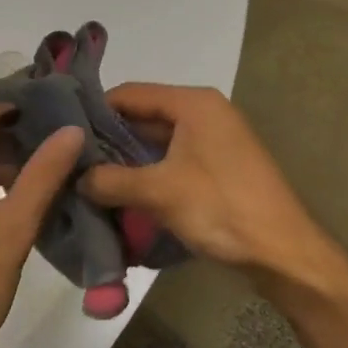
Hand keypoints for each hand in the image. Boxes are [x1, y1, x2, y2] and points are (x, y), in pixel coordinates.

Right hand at [77, 84, 340, 287]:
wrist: (284, 254)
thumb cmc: (222, 209)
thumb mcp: (159, 192)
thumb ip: (111, 180)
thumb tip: (76, 179)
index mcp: (193, 104)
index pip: (130, 93)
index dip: (94, 111)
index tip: (63, 134)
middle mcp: (204, 113)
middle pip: (142, 117)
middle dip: (107, 141)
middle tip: (70, 162)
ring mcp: (213, 141)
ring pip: (155, 143)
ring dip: (125, 162)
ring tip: (87, 181)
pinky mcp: (217, 168)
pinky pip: (171, 162)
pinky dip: (146, 175)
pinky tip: (120, 195)